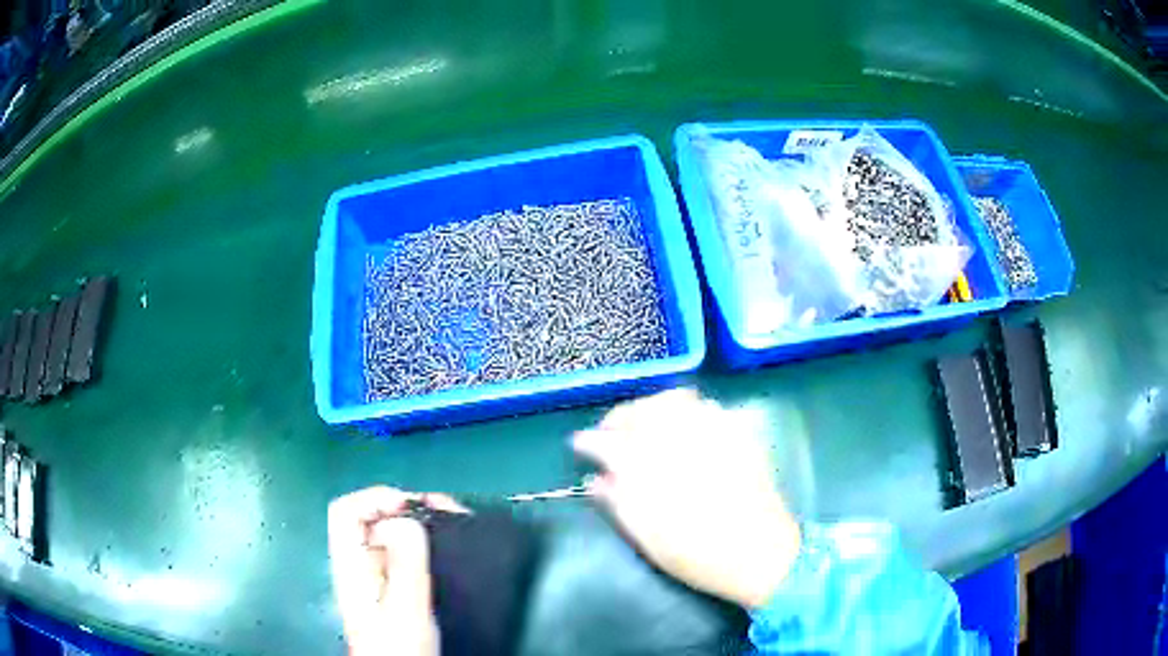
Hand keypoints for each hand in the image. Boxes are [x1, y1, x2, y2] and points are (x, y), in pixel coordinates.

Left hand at [328, 487, 463, 655]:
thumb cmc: (399, 648)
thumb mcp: (404, 607)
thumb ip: (404, 564)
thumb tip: (406, 520)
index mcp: (351, 566)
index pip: (345, 512)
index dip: (376, 498)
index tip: (414, 506)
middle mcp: (359, 567)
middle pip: (369, 518)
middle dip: (406, 507)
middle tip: (444, 509)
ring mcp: (375, 579)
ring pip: (389, 534)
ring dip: (418, 523)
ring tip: (450, 520)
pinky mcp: (392, 590)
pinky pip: (403, 553)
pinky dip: (423, 543)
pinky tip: (444, 549)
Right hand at [573, 389, 800, 608]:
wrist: (760, 554)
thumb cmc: (697, 554)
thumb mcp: (646, 537)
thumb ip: (617, 502)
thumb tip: (596, 478)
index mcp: (650, 469)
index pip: (606, 441)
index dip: (588, 441)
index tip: (580, 446)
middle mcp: (678, 440)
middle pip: (638, 410)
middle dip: (618, 418)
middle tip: (610, 435)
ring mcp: (711, 431)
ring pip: (672, 400)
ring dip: (649, 408)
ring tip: (643, 427)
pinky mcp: (737, 432)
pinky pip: (704, 406)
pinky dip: (684, 409)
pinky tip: (681, 428)